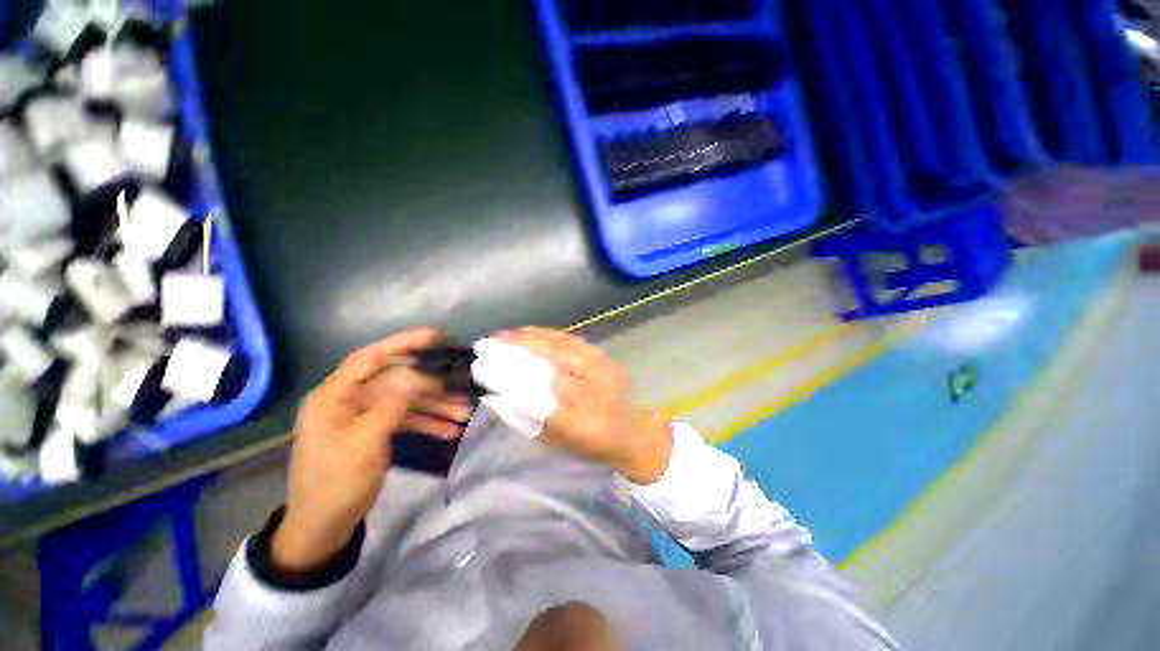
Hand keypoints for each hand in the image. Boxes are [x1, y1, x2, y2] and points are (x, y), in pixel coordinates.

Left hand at [272, 329, 471, 571]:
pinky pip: (404, 419)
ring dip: (434, 407)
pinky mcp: (373, 431)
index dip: (402, 343)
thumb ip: (391, 404)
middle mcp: (348, 400)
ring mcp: (362, 416)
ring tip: (463, 414)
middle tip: (461, 387)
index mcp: (334, 396)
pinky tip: (449, 430)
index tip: (436, 337)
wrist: (323, 528)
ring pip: (404, 401)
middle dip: (431, 386)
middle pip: (396, 381)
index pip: (369, 357)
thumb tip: (417, 373)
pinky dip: (426, 423)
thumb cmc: (336, 483)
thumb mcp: (365, 443)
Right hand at [498, 328, 672, 484]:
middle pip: (553, 362)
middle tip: (491, 341)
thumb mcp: (555, 442)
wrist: (632, 432)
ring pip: (563, 345)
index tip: (485, 369)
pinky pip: (573, 340)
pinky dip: (549, 334)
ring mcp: (602, 369)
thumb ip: (526, 419)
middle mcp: (593, 392)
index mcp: (580, 423)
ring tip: (507, 333)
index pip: (539, 398)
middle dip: (519, 348)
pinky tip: (532, 332)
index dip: (511, 381)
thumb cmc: (590, 443)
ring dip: (532, 336)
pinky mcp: (605, 357)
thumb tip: (497, 395)